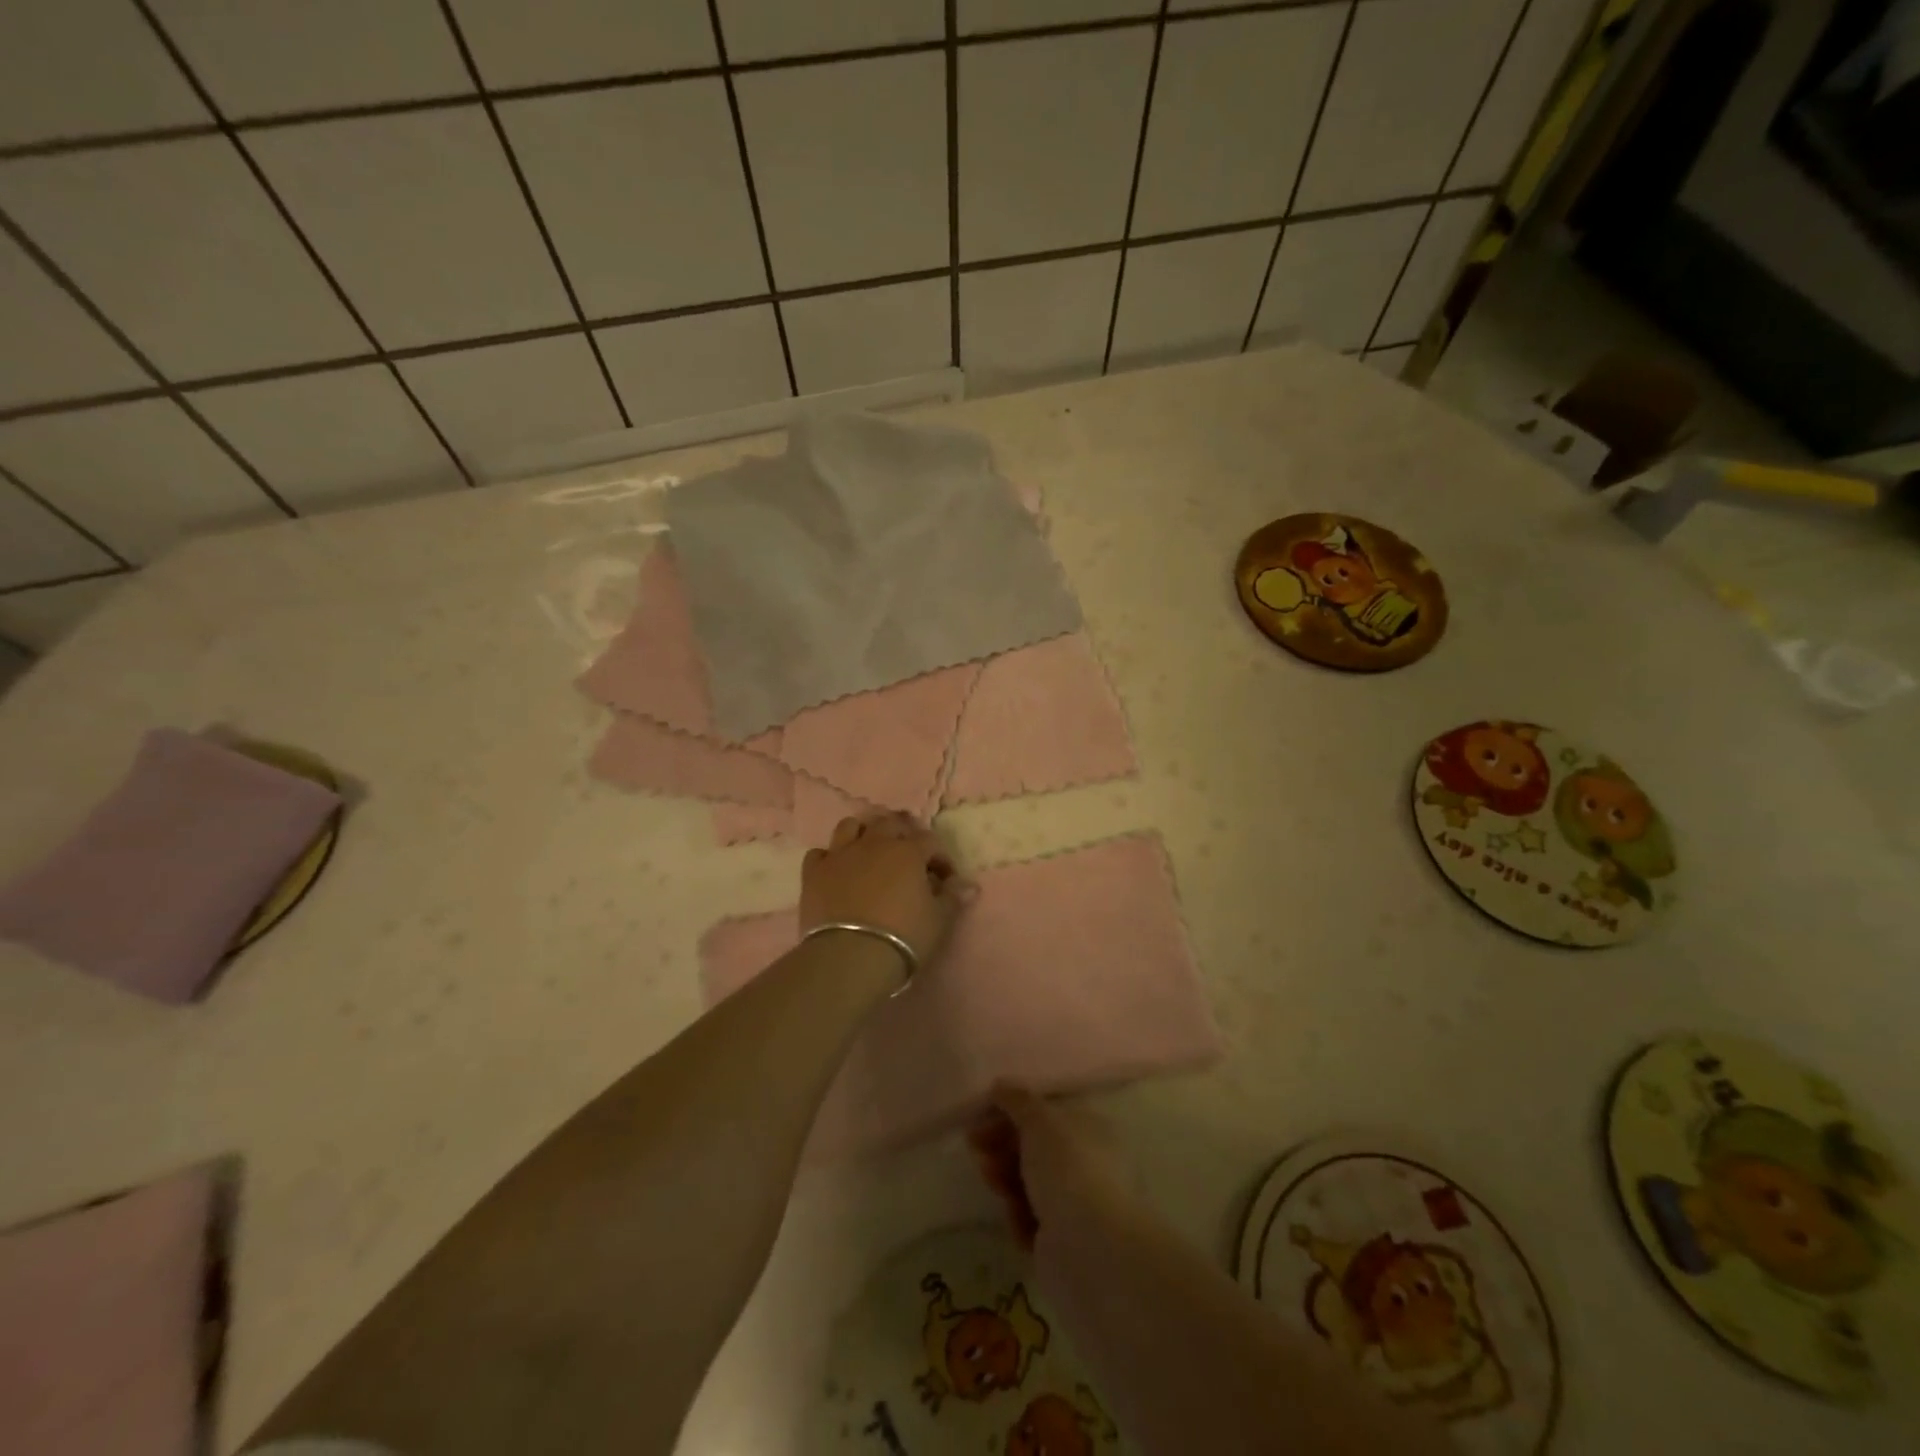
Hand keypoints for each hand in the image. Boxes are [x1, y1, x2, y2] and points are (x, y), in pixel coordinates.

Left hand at [801, 813, 971, 967]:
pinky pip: (820, 853)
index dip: (940, 858)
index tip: (944, 879)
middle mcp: (873, 844)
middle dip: (902, 834)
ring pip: (850, 826)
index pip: (929, 841)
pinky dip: (830, 858)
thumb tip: (968, 885)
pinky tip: (837, 871)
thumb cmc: (903, 937)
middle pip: (889, 824)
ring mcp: (840, 855)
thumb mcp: (938, 920)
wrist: (850, 956)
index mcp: (907, 852)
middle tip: (907, 854)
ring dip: (863, 834)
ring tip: (869, 850)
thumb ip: (953, 898)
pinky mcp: (814, 873)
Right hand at [968, 1084, 1132, 1248]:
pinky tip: (1016, 1219)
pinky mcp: (1061, 1240)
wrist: (1090, 1249)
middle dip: (1002, 1144)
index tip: (982, 1114)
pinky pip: (1029, 1219)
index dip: (1012, 1111)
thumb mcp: (1039, 1121)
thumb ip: (1018, 1100)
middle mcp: (1086, 1162)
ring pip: (1028, 1183)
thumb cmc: (1067, 1169)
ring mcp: (1074, 1203)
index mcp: (1088, 1128)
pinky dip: (1018, 1216)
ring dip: (1005, 1178)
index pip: (1045, 1114)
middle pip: (1034, 1148)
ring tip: (991, 1180)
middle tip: (976, 1146)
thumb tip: (1001, 1085)